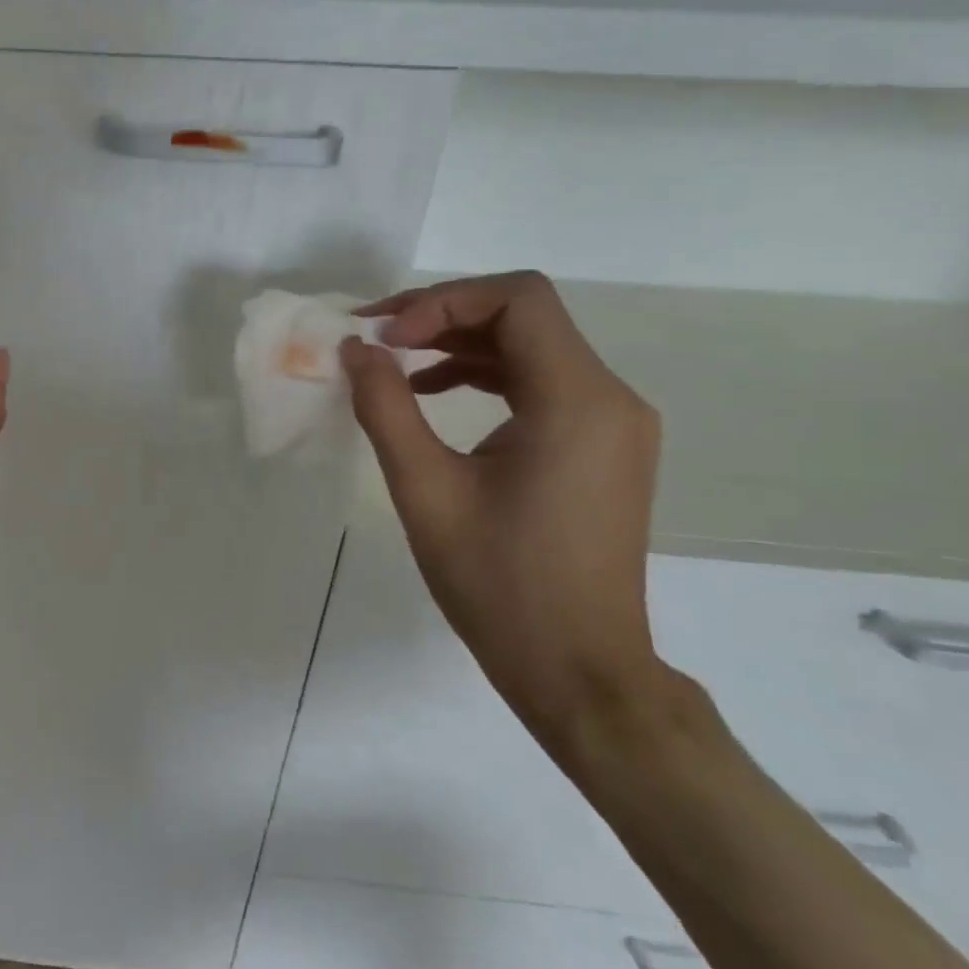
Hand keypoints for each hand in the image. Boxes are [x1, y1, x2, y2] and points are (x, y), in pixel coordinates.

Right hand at [339, 271, 667, 754]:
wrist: (577, 668)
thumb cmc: (498, 581)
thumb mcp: (425, 488)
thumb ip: (385, 407)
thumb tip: (356, 349)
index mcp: (577, 401)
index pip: (517, 300)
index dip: (441, 300)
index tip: (384, 336)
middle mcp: (609, 398)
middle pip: (523, 316)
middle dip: (443, 315)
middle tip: (375, 338)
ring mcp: (612, 424)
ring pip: (531, 347)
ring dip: (458, 344)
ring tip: (393, 363)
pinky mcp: (601, 447)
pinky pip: (540, 384)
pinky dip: (483, 376)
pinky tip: (431, 394)